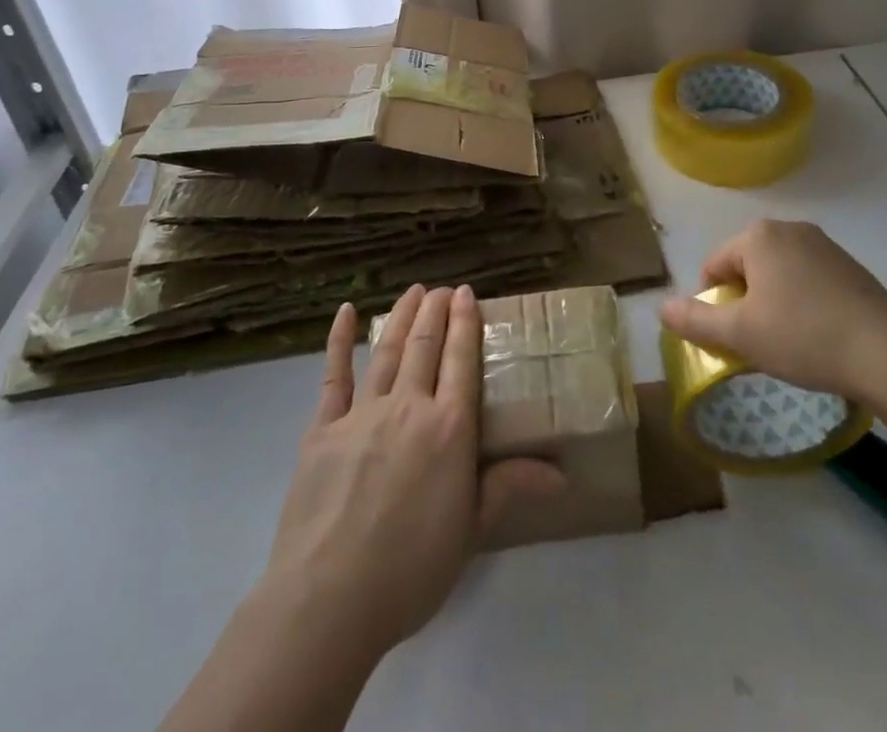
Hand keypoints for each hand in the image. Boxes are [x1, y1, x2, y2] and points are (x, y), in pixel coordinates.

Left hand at [262, 285, 561, 662]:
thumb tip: (562, 473)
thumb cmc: (411, 569)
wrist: (330, 598)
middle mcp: (409, 406)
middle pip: (425, 345)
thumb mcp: (471, 531)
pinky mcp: (323, 427)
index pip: (461, 359)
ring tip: (413, 291)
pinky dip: (340, 340)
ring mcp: (363, 412)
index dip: (465, 322)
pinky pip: (334, 375)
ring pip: (388, 351)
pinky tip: (347, 312)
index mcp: (449, 428)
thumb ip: (510, 487)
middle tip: (442, 289)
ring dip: (402, 316)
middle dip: (435, 310)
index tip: (467, 293)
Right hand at [657, 219, 886, 409]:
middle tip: (755, 342)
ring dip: (772, 303)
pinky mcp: (850, 267)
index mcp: (759, 235)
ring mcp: (825, 246)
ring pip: (778, 274)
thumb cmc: (803, 336)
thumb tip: (661, 308)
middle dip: (744, 302)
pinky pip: (808, 281)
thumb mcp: (740, 334)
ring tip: (787, 343)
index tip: (728, 338)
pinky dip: (802, 304)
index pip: (714, 266)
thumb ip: (695, 320)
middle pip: (746, 266)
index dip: (712, 304)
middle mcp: (790, 229)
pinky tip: (816, 336)